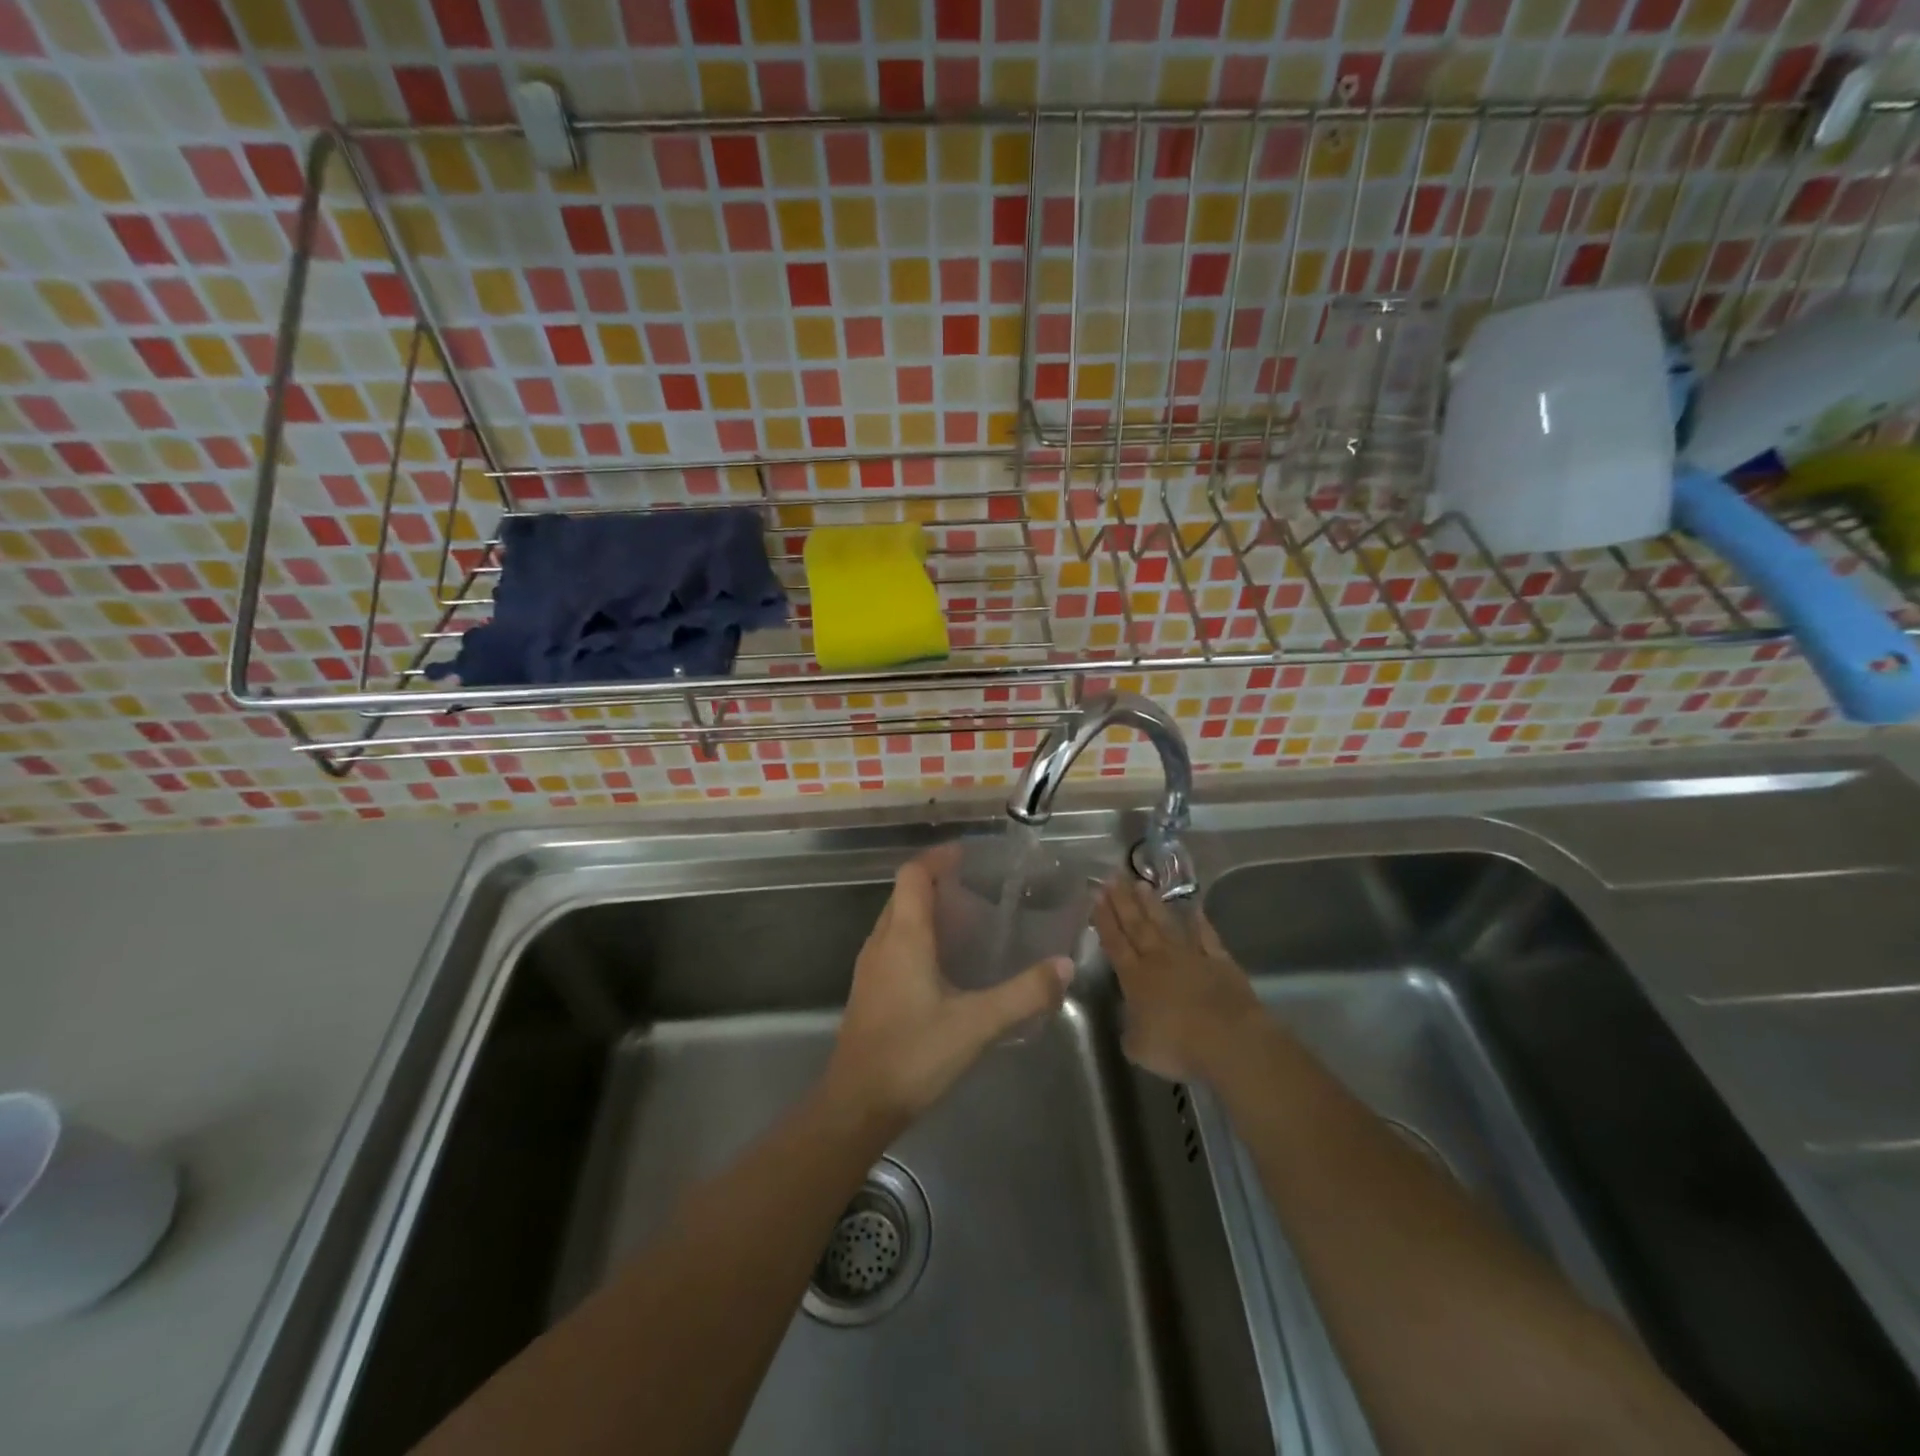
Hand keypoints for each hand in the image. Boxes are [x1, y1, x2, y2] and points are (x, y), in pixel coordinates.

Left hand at [824, 846, 1073, 1130]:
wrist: (857, 1104)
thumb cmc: (914, 1054)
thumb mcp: (977, 1024)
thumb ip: (1023, 994)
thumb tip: (1063, 966)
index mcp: (904, 936)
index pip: (913, 875)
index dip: (938, 858)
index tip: (967, 855)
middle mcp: (881, 942)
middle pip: (904, 894)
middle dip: (936, 882)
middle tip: (976, 888)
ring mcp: (870, 967)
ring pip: (896, 920)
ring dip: (925, 910)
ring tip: (966, 921)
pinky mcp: (869, 990)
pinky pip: (892, 944)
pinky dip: (917, 936)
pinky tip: (944, 965)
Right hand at [1092, 878, 1263, 1082]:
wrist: (1229, 1040)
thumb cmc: (1177, 1046)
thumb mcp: (1139, 1047)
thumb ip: (1130, 1031)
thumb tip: (1131, 1024)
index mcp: (1135, 978)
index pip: (1115, 943)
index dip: (1104, 919)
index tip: (1096, 894)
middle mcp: (1159, 959)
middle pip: (1137, 925)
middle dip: (1123, 901)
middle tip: (1113, 876)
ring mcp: (1191, 957)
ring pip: (1167, 924)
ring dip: (1153, 905)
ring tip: (1141, 883)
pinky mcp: (1220, 962)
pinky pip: (1207, 937)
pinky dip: (1200, 923)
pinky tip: (1194, 909)